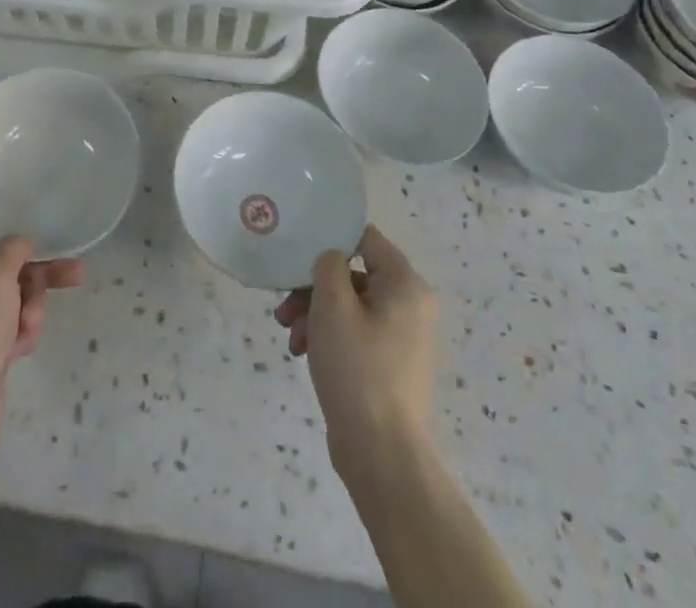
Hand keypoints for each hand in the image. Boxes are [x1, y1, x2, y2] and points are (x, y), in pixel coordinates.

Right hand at [274, 225, 437, 479]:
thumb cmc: (358, 369)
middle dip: (313, 289)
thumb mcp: (333, 305)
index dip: (331, 239)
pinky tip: (302, 354)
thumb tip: (331, 257)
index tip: (299, 253)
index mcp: (405, 284)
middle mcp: (410, 304)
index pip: (365, 238)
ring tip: (291, 338)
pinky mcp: (388, 363)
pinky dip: (328, 337)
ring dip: (315, 315)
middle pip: (353, 274)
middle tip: (285, 308)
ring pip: (349, 306)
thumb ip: (328, 265)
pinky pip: (354, 333)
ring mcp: (401, 337)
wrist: (382, 456)